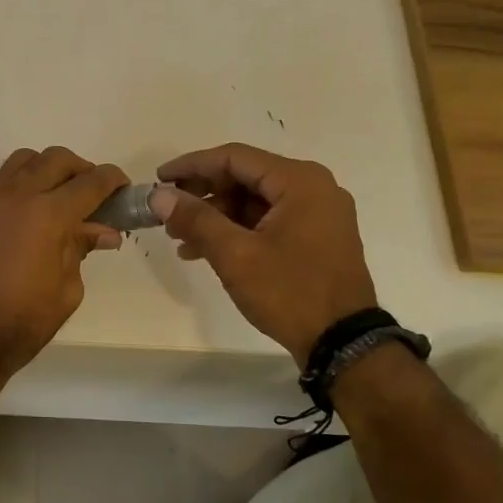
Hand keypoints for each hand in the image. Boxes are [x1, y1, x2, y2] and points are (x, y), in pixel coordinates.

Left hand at [0, 147, 127, 381]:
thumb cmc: (21, 321)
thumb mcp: (66, 290)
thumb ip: (81, 250)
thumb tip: (102, 231)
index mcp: (48, 214)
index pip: (90, 182)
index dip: (112, 180)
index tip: (123, 187)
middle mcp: (17, 196)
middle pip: (55, 159)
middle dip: (80, 169)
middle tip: (92, 193)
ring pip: (22, 162)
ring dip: (46, 169)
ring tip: (57, 196)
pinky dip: (20, 188)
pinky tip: (25, 218)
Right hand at [152, 143, 376, 363]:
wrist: (343, 344)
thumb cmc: (290, 292)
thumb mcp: (235, 255)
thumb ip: (196, 219)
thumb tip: (159, 196)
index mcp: (299, 181)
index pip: (234, 158)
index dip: (191, 166)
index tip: (159, 180)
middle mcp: (313, 188)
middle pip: (245, 177)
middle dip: (203, 195)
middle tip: (168, 214)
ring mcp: (318, 213)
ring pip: (254, 201)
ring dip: (216, 216)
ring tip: (180, 239)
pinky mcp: (316, 237)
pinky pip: (268, 220)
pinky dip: (237, 230)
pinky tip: (206, 250)